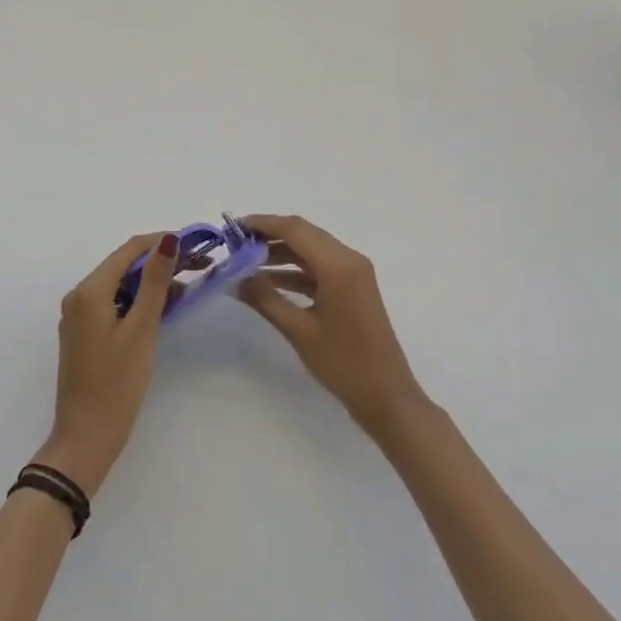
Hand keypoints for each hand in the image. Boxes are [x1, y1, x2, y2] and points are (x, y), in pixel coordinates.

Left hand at [34, 231, 178, 496]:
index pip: (129, 249)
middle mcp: (79, 296)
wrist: (85, 439)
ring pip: (119, 285)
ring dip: (149, 283)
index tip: (194, 245)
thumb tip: (168, 239)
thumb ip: (155, 281)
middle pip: (123, 265)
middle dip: (158, 262)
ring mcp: (79, 317)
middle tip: (195, 267)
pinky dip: (136, 301)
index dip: (161, 242)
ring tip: (184, 289)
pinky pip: (113, 304)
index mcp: (89, 290)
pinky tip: (161, 310)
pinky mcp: (84, 334)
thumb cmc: (117, 383)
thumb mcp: (142, 328)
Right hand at [238, 215, 430, 441]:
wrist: (386, 397)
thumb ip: (265, 299)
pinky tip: (269, 281)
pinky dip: (295, 270)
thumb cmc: (343, 364)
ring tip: (246, 262)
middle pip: (304, 234)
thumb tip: (235, 279)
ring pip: (311, 250)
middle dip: (270, 235)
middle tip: (236, 243)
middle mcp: (349, 259)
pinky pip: (320, 267)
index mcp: (339, 265)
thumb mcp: (299, 331)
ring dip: (281, 252)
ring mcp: (354, 273)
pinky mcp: (354, 287)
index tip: (234, 227)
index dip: (263, 224)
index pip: (295, 229)